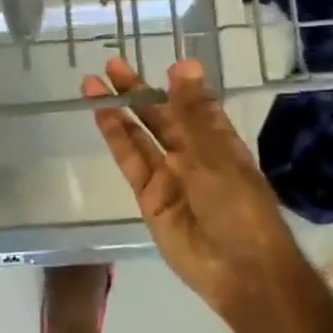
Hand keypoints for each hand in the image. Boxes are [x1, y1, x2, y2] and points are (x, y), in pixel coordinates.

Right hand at [83, 58, 309, 320]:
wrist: (238, 269)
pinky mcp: (148, 197)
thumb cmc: (239, 207)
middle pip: (160, 118)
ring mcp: (167, 177)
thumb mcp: (216, 153)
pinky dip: (116, 138)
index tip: (163, 63)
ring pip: (139, 136)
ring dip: (118, 110)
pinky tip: (102, 115)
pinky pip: (130, 162)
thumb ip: (192, 111)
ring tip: (93, 83)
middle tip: (113, 64)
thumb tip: (184, 64)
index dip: (179, 87)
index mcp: (220, 144)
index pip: (195, 107)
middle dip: (138, 92)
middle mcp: (192, 156)